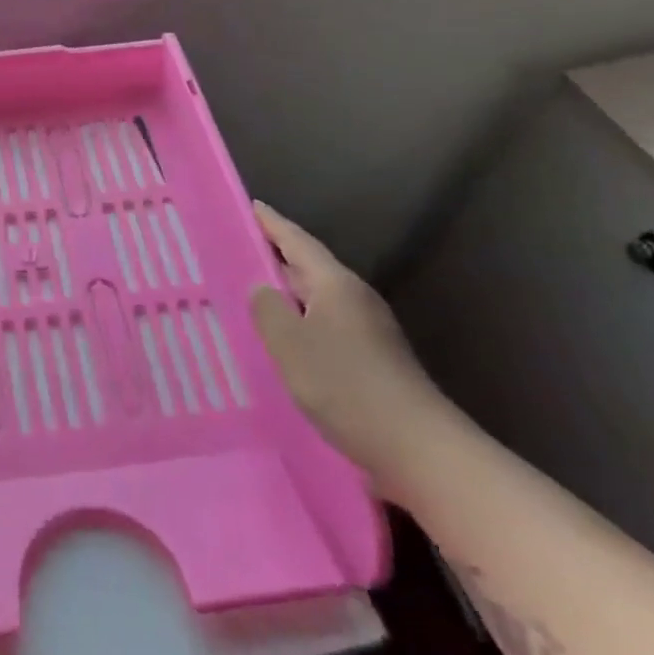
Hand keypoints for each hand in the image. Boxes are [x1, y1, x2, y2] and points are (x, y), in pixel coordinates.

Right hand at [250, 200, 454, 503]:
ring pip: (315, 300)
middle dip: (275, 258)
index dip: (272, 224)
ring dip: (286, 294)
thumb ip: (267, 309)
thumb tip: (261, 287)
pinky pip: (323, 327)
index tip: (250, 206)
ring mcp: (366, 331)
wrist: (417, 448)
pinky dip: (299, 323)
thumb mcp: (290, 344)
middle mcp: (354, 299)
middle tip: (236, 250)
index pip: (298, 241)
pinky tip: (281, 339)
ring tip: (249, 293)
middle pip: (308, 268)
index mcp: (336, 285)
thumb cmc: (346, 385)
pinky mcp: (370, 360)